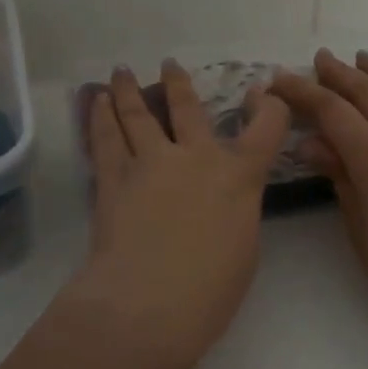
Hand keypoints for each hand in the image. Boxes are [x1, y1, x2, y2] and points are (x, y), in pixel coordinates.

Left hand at [61, 61, 290, 368]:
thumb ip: (236, 208)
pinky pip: (106, 137)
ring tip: (123, 71)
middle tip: (169, 65)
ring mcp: (151, 162)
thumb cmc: (211, 289)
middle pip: (188, 108)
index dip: (270, 104)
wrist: (150, 303)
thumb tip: (221, 197)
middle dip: (179, 84)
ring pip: (139, 114)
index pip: (267, 126)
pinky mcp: (113, 177)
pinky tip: (97, 102)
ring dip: (130, 90)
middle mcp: (196, 157)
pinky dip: (101, 116)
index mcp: (239, 174)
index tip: (264, 92)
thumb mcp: (244, 245)